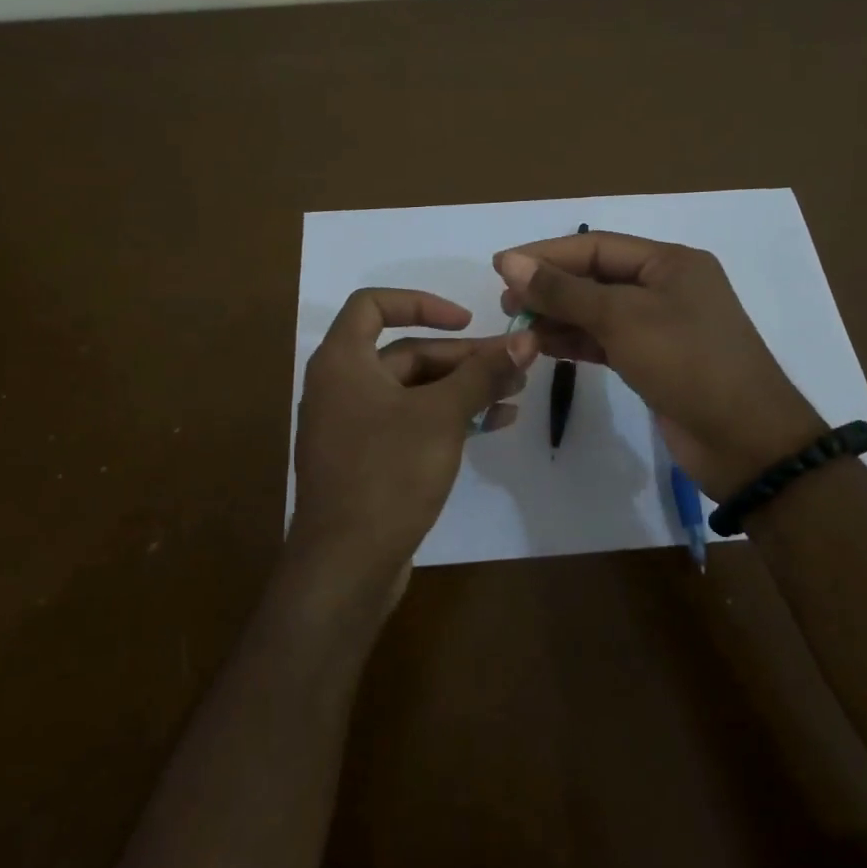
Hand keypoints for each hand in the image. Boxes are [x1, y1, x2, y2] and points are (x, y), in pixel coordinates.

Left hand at [288, 288, 534, 619]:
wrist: (346, 564)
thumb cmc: (387, 474)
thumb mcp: (442, 416)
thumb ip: (483, 373)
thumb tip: (526, 339)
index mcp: (342, 361)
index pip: (373, 305)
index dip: (421, 303)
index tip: (466, 321)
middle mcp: (340, 386)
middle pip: (406, 353)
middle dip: (462, 358)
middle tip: (513, 365)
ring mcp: (352, 426)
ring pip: (414, 391)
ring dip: (463, 389)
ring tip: (514, 395)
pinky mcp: (367, 461)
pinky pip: (411, 423)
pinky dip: (448, 418)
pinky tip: (494, 426)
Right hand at [494, 233, 821, 497]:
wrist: (745, 440)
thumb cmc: (688, 363)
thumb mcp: (623, 319)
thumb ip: (564, 291)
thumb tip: (510, 262)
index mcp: (670, 262)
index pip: (595, 246)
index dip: (545, 254)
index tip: (499, 267)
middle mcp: (666, 287)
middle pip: (595, 277)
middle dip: (549, 287)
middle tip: (506, 304)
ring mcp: (661, 326)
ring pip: (598, 311)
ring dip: (557, 317)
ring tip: (516, 327)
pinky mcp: (654, 361)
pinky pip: (606, 341)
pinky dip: (575, 341)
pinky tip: (542, 346)